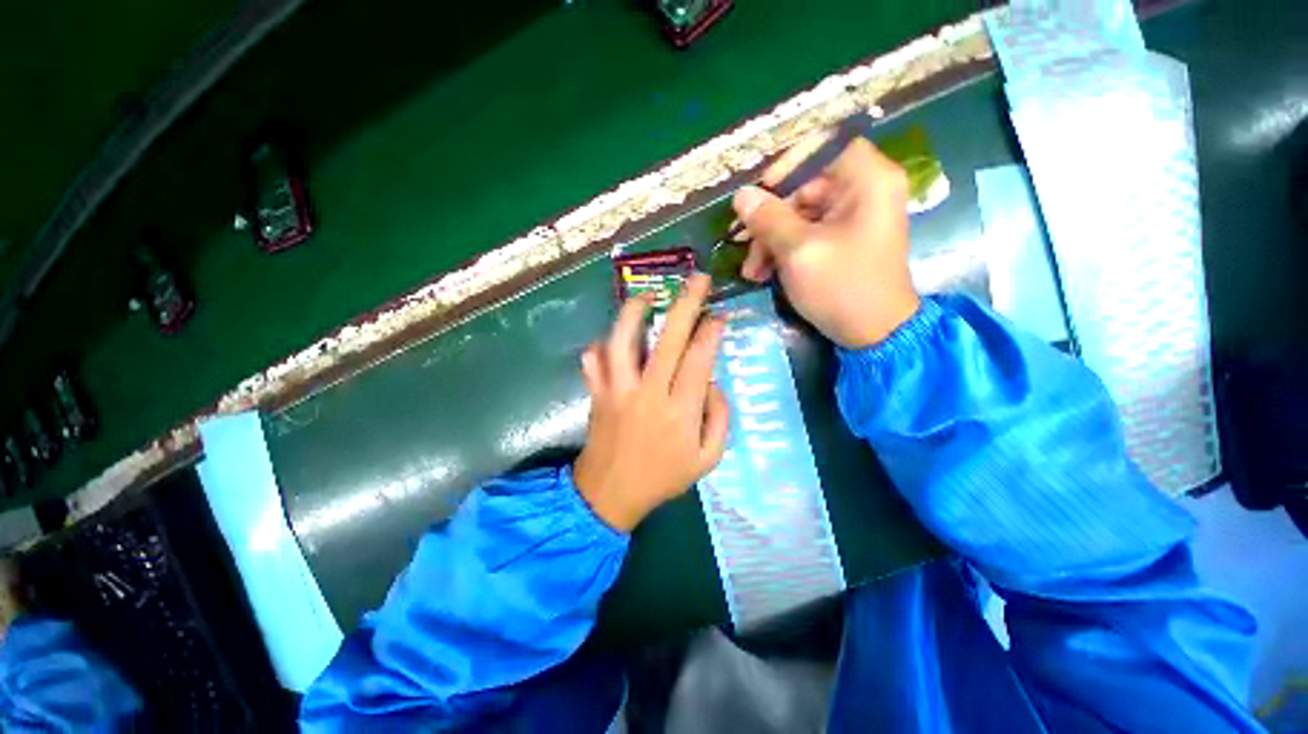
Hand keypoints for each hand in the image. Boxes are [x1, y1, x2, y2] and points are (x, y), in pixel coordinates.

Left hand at [574, 274, 729, 531]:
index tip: (719, 315)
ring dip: (634, 313)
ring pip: (622, 342)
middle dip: (686, 304)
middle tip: (698, 280)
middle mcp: (648, 394)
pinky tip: (610, 337)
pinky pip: (593, 362)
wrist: (610, 494)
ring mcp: (617, 391)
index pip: (698, 360)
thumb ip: (719, 418)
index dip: (710, 332)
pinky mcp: (597, 394)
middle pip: (667, 340)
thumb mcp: (707, 459)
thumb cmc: (663, 477)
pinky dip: (600, 345)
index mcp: (679, 412)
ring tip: (647, 295)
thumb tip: (713, 382)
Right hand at [732, 135, 919, 348]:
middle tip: (743, 246)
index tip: (759, 194)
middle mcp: (863, 191)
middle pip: (804, 186)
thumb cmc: (842, 287)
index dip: (787, 165)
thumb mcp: (799, 251)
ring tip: (751, 272)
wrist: (874, 334)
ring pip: (799, 214)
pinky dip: (782, 251)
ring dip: (770, 241)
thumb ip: (768, 218)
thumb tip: (741, 195)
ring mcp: (852, 218)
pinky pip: (805, 234)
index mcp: (867, 180)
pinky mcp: (841, 241)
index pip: (823, 147)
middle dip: (769, 219)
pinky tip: (763, 274)